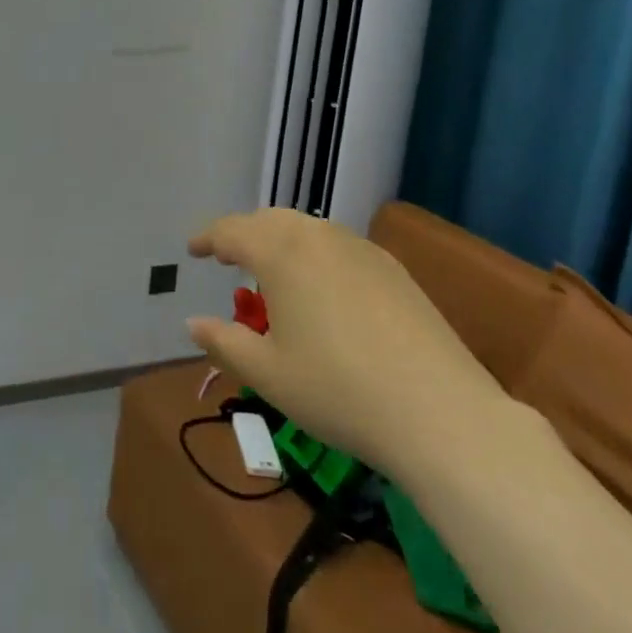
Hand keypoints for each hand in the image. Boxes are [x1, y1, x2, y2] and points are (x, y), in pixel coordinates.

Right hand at [186, 209, 504, 475]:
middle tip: (227, 257)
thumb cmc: (337, 391)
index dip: (208, 238)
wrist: (439, 411)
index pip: (232, 231)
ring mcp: (362, 249)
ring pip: (308, 230)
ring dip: (280, 241)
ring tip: (271, 271)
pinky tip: (320, 288)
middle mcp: (320, 237)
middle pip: (271, 221)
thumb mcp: (267, 374)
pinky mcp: (393, 269)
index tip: (192, 250)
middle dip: (244, 234)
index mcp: (281, 253)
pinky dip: (315, 254)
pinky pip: (339, 246)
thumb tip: (192, 323)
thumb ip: (224, 342)